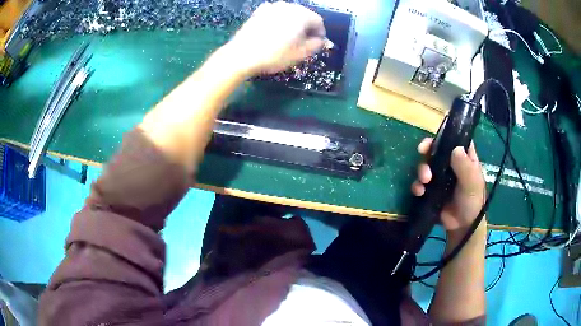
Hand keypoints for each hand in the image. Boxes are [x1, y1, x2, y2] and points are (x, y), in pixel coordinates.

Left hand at [225, 1, 325, 75]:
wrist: (242, 55)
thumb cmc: (274, 55)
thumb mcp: (299, 54)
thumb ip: (315, 45)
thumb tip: (321, 40)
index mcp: (301, 15)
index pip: (318, 21)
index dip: (320, 33)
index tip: (317, 43)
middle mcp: (288, 7)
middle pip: (304, 15)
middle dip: (307, 27)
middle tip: (303, 41)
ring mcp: (272, 7)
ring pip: (289, 13)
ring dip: (293, 23)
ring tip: (288, 37)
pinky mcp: (259, 11)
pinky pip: (275, 13)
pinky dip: (279, 20)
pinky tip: (274, 31)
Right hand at [411, 138, 485, 234]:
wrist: (462, 227)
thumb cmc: (472, 202)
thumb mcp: (472, 184)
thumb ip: (465, 167)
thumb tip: (455, 148)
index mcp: (464, 158)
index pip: (456, 139)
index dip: (446, 135)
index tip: (436, 136)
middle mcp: (451, 164)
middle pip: (437, 149)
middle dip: (428, 150)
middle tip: (422, 151)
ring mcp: (440, 177)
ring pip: (426, 165)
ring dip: (422, 170)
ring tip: (425, 181)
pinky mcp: (430, 190)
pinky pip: (420, 183)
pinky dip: (417, 186)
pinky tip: (420, 192)